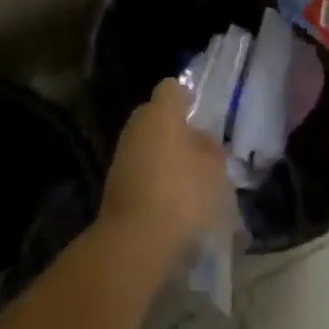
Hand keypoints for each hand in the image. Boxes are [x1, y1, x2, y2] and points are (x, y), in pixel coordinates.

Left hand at [100, 78, 229, 266]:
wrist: (134, 240)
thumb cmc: (182, 193)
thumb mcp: (214, 169)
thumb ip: (210, 148)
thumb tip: (201, 140)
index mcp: (161, 112)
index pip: (171, 88)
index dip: (185, 96)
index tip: (198, 110)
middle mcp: (137, 126)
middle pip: (155, 114)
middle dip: (173, 126)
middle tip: (196, 145)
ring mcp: (121, 154)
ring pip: (146, 142)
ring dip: (162, 152)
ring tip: (186, 174)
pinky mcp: (113, 183)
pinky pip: (138, 167)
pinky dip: (152, 174)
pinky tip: (170, 195)